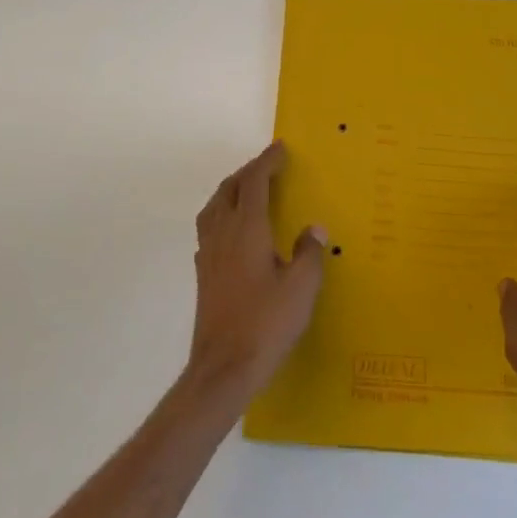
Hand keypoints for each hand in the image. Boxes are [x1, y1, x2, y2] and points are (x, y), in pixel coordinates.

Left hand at [187, 141, 327, 401]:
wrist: (223, 368)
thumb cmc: (266, 324)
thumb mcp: (301, 288)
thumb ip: (309, 253)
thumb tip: (313, 229)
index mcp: (247, 229)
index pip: (254, 182)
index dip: (267, 162)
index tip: (280, 148)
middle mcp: (223, 234)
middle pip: (229, 189)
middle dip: (248, 172)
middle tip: (268, 166)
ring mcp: (208, 254)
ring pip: (214, 207)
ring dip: (231, 190)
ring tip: (249, 190)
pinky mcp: (203, 274)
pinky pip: (210, 229)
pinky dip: (222, 215)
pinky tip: (234, 231)